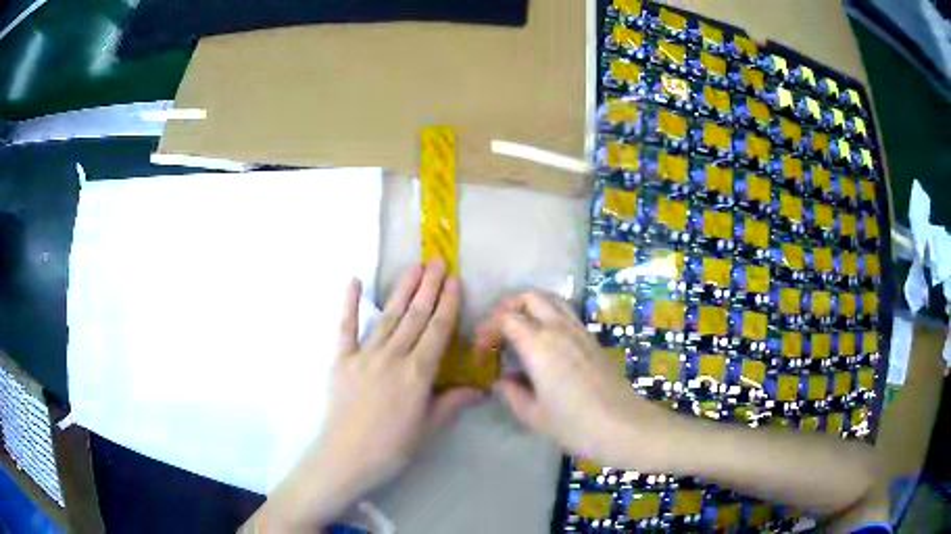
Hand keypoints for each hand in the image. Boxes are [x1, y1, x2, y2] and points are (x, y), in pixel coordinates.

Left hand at [249, 263, 482, 532]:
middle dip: (429, 288)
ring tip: (414, 267)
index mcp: (417, 374)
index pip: (437, 331)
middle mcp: (393, 357)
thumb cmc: (392, 447)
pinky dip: (349, 303)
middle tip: (438, 261)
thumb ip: (452, 403)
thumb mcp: (428, 428)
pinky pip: (346, 327)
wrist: (346, 458)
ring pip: (388, 316)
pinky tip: (353, 281)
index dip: (448, 304)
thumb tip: (481, 390)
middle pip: (415, 317)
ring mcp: (364, 355)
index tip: (455, 281)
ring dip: (402, 290)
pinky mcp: (342, 360)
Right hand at [475, 291, 678, 471]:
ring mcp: (580, 331)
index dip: (487, 330)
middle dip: (507, 308)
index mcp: (540, 345)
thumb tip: (501, 380)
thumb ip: (511, 393)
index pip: (506, 318)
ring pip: (551, 300)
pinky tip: (544, 343)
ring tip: (518, 332)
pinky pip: (566, 313)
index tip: (480, 353)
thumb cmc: (576, 425)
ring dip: (529, 308)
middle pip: (529, 297)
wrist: (624, 426)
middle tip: (496, 332)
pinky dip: (548, 316)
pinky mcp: (593, 339)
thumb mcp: (533, 416)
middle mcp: (560, 329)